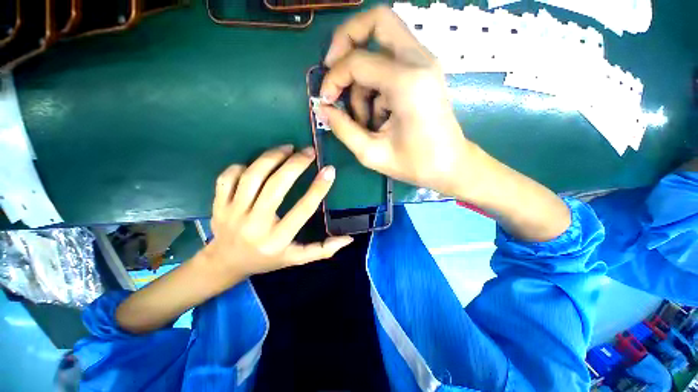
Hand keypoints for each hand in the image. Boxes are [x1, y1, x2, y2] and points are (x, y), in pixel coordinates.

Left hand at [204, 145, 352, 278]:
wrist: (225, 263)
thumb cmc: (266, 260)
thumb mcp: (296, 258)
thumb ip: (322, 250)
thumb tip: (348, 239)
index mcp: (277, 240)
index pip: (303, 209)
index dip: (319, 188)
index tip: (330, 170)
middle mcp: (254, 225)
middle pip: (276, 186)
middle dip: (296, 163)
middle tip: (309, 151)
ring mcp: (232, 213)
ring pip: (252, 176)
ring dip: (272, 157)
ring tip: (288, 149)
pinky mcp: (218, 205)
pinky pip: (229, 177)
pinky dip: (244, 166)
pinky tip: (259, 164)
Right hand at [319, 6, 475, 195]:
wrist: (450, 165)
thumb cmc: (414, 164)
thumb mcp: (372, 153)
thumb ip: (343, 129)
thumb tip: (322, 108)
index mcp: (407, 83)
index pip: (357, 61)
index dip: (333, 78)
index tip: (326, 100)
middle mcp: (419, 61)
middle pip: (377, 20)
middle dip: (346, 41)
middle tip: (333, 72)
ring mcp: (424, 63)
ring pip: (380, 43)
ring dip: (363, 77)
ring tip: (366, 118)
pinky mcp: (423, 71)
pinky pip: (389, 62)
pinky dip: (376, 84)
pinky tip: (379, 116)